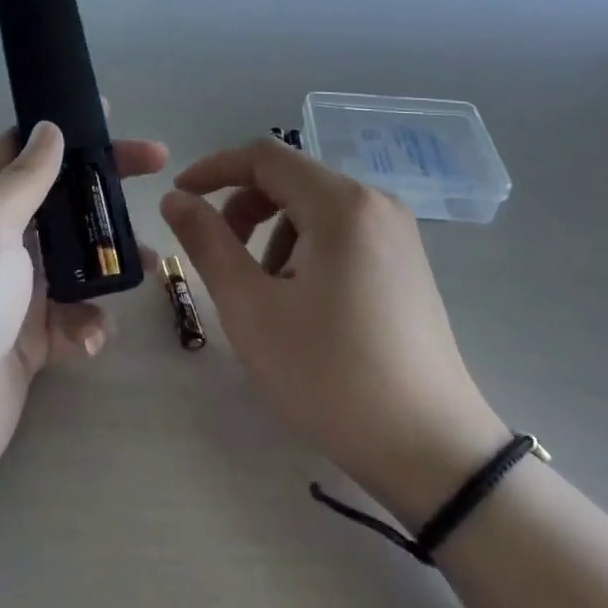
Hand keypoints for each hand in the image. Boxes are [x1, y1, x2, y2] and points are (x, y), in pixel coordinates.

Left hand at [0, 122, 168, 515]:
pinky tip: (87, 340)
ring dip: (109, 262)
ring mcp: (13, 293)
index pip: (20, 151)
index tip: (110, 117)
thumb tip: (49, 129)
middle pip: (60, 199)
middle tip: (158, 165)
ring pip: (76, 260)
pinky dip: (86, 324)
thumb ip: (23, 179)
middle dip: (104, 185)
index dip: (62, 130)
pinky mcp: (29, 341)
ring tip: (148, 268)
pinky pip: (72, 317)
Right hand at [161, 138, 507, 523]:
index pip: (264, 156)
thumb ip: (207, 243)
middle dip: (244, 207)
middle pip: (290, 179)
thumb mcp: (251, 309)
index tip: (180, 197)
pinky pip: (340, 231)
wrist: (431, 451)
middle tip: (219, 255)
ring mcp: (397, 232)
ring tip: (266, 295)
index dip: (214, 169)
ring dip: (273, 234)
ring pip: (313, 207)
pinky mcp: (405, 262)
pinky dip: (305, 249)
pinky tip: (303, 303)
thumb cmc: (330, 376)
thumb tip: (175, 198)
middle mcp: (375, 203)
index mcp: (341, 204)